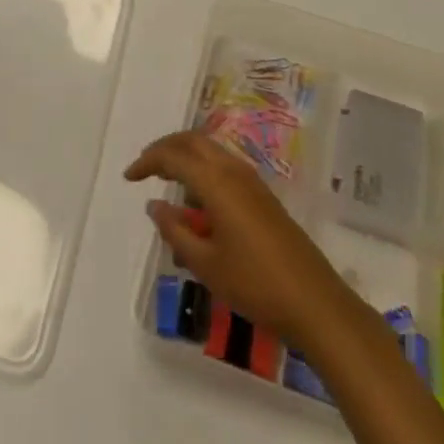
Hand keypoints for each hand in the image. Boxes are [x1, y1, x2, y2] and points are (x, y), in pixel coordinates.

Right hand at [125, 129, 351, 347]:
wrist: (314, 301)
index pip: (174, 156)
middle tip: (145, 168)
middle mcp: (234, 171)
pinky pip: (224, 167)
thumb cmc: (255, 284)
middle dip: (166, 148)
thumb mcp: (206, 264)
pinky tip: (197, 203)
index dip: (148, 161)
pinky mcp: (263, 195)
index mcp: (217, 182)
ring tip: (167, 182)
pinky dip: (204, 171)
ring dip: (186, 157)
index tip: (129, 177)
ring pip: (211, 152)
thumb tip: (155, 205)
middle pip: (194, 141)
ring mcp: (252, 181)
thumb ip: (176, 231)